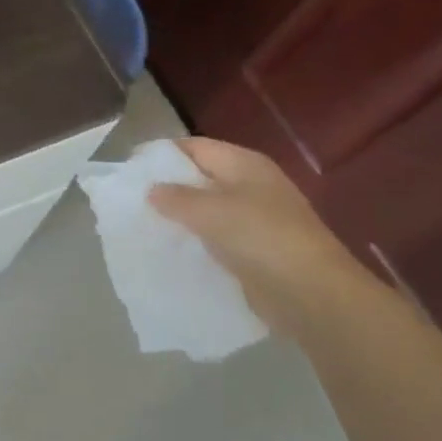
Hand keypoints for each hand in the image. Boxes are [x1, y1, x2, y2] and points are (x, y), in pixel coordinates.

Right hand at [149, 138, 392, 339]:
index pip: (195, 147)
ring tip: (144, 226)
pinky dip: (195, 242)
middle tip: (131, 200)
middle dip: (168, 187)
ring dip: (180, 218)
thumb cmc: (261, 238)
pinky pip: (217, 239)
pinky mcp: (255, 251)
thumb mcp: (211, 211)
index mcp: (244, 164)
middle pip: (201, 178)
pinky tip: (172, 252)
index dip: (162, 154)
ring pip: (207, 210)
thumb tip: (152, 190)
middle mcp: (251, 185)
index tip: (130, 168)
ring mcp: (256, 219)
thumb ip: (176, 198)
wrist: (311, 294)